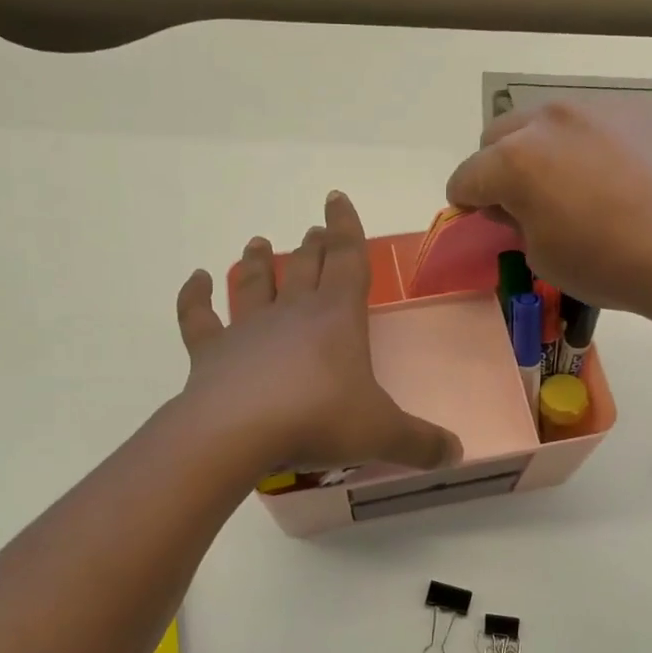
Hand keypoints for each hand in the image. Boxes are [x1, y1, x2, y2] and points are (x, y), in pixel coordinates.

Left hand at [175, 191, 462, 473]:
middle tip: (311, 232)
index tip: (336, 198)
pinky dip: (195, 297)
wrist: (237, 434)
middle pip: (305, 267)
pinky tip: (196, 280)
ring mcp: (247, 329)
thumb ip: (421, 443)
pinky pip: (199, 317)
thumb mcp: (382, 434)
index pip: (347, 259)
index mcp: (337, 317)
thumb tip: (457, 453)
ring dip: (258, 262)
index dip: (346, 227)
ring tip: (259, 242)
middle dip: (311, 246)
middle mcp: (292, 312)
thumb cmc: (318, 421)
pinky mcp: (211, 352)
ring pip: (254, 283)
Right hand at [446, 101, 651, 328]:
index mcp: (514, 160)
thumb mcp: (542, 258)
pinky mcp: (638, 107)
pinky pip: (595, 121)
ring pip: (548, 120)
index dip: (466, 201)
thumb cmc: (608, 263)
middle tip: (523, 199)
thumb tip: (517, 206)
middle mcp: (548, 120)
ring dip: (543, 147)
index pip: (466, 176)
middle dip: (498, 166)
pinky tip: (618, 175)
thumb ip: (516, 223)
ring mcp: (597, 107)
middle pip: (499, 134)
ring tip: (574, 182)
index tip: (479, 217)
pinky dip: (590, 143)